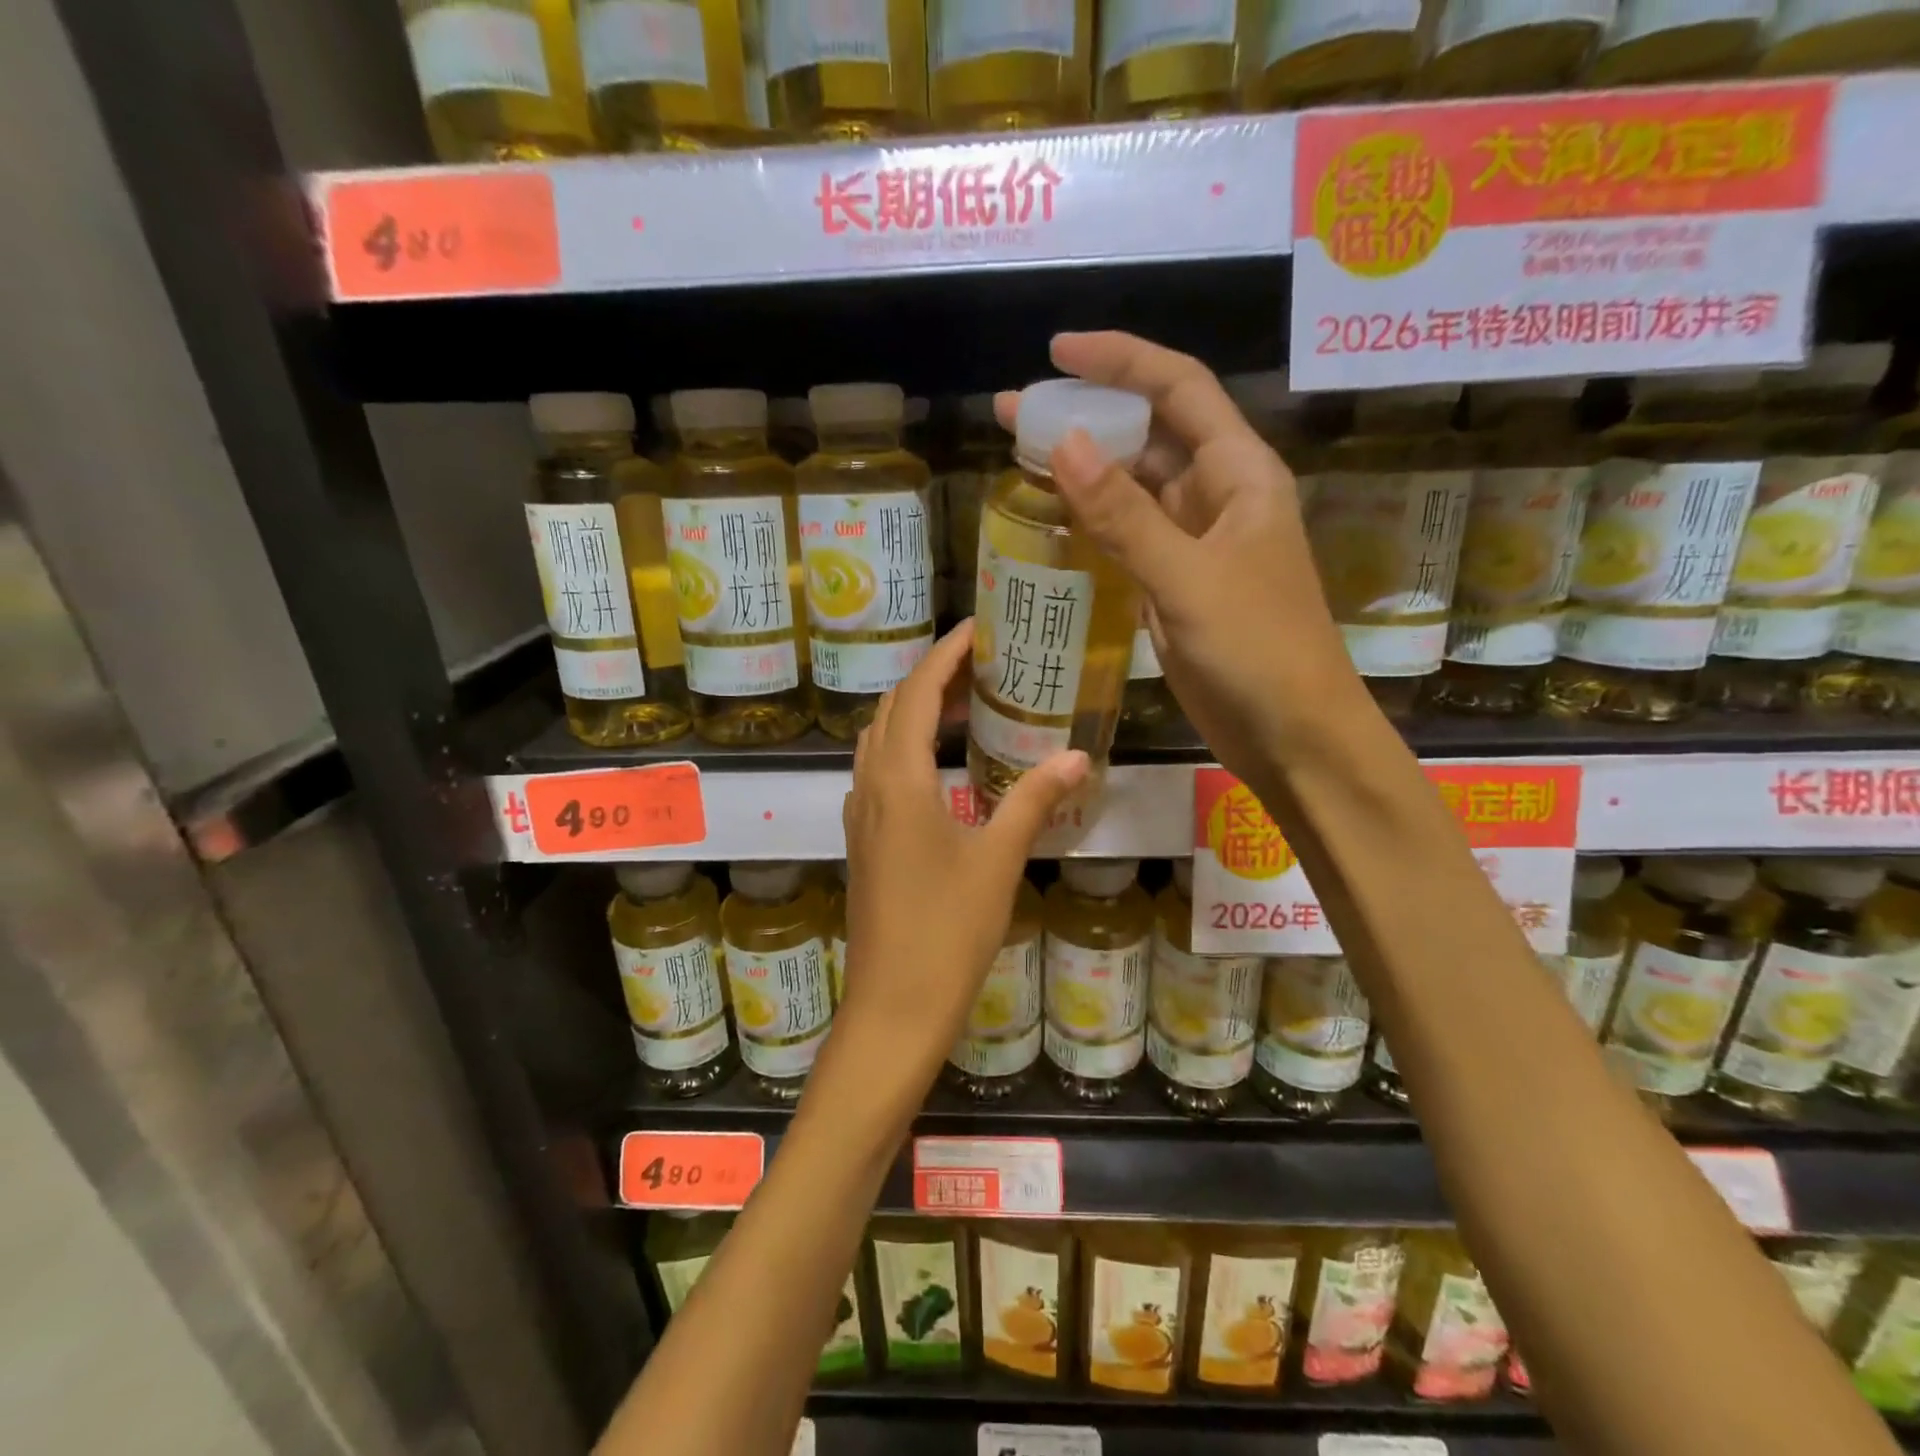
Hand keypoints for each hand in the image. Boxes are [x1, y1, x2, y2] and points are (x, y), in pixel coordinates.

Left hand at [836, 622, 1086, 1078]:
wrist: (894, 1005)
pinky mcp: (865, 841)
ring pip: (880, 741)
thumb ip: (1032, 801)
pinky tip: (943, 765)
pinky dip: (907, 749)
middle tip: (981, 665)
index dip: (944, 654)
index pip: (915, 694)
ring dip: (915, 713)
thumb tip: (1076, 756)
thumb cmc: (947, 931)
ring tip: (965, 705)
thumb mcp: (998, 861)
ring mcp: (860, 816)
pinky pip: (879, 773)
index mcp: (899, 782)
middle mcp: (869, 788)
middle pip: (891, 710)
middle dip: (930, 678)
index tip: (977, 628)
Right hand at [997, 331, 1369, 785]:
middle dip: (1087, 415)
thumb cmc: (1258, 651)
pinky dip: (1092, 524)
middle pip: (1149, 436)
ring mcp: (1195, 545)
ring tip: (1019, 458)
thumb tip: (1061, 441)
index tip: (1056, 352)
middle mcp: (1218, 498)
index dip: (1121, 360)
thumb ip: (1124, 514)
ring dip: (1084, 472)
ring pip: (1133, 490)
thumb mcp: (1188, 578)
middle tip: (1012, 412)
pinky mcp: (1176, 586)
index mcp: (1240, 475)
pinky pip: (1128, 539)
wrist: (1293, 736)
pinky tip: (1052, 519)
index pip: (1179, 389)